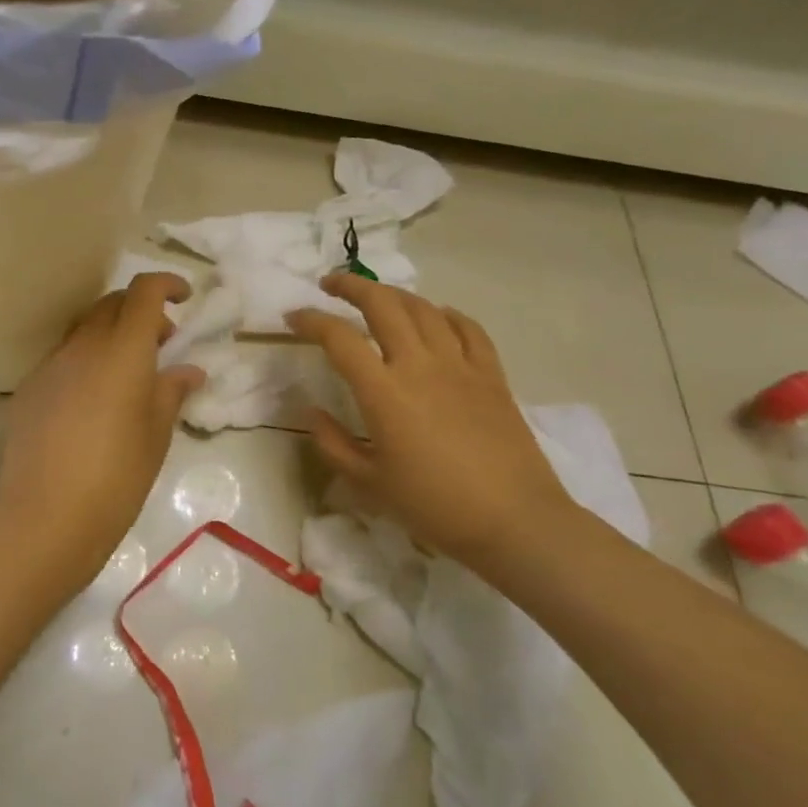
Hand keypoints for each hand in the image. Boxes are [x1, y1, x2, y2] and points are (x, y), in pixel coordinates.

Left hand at [0, 274, 205, 593]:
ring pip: (84, 329)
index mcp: (122, 350)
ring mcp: (50, 365)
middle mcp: (82, 346)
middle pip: (111, 304)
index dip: (166, 284)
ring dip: (110, 334)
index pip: (143, 292)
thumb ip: (172, 392)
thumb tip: (188, 370)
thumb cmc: (117, 476)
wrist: (46, 517)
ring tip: (128, 373)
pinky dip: (85, 360)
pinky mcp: (29, 389)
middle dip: (140, 310)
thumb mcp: (156, 435)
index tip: (184, 298)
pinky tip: (92, 401)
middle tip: (162, 342)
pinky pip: (63, 358)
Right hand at [287, 277, 574, 565]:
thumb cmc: (434, 506)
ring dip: (394, 294)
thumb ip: (332, 443)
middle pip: (383, 304)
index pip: (339, 338)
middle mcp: (420, 366)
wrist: (514, 522)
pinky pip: (468, 328)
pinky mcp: (491, 375)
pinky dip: (446, 314)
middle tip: (330, 284)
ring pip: (423, 308)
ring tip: (376, 297)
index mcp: (384, 392)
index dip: (310, 320)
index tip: (292, 318)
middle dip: (351, 286)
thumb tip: (312, 411)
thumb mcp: (368, 483)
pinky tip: (436, 317)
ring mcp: (460, 366)